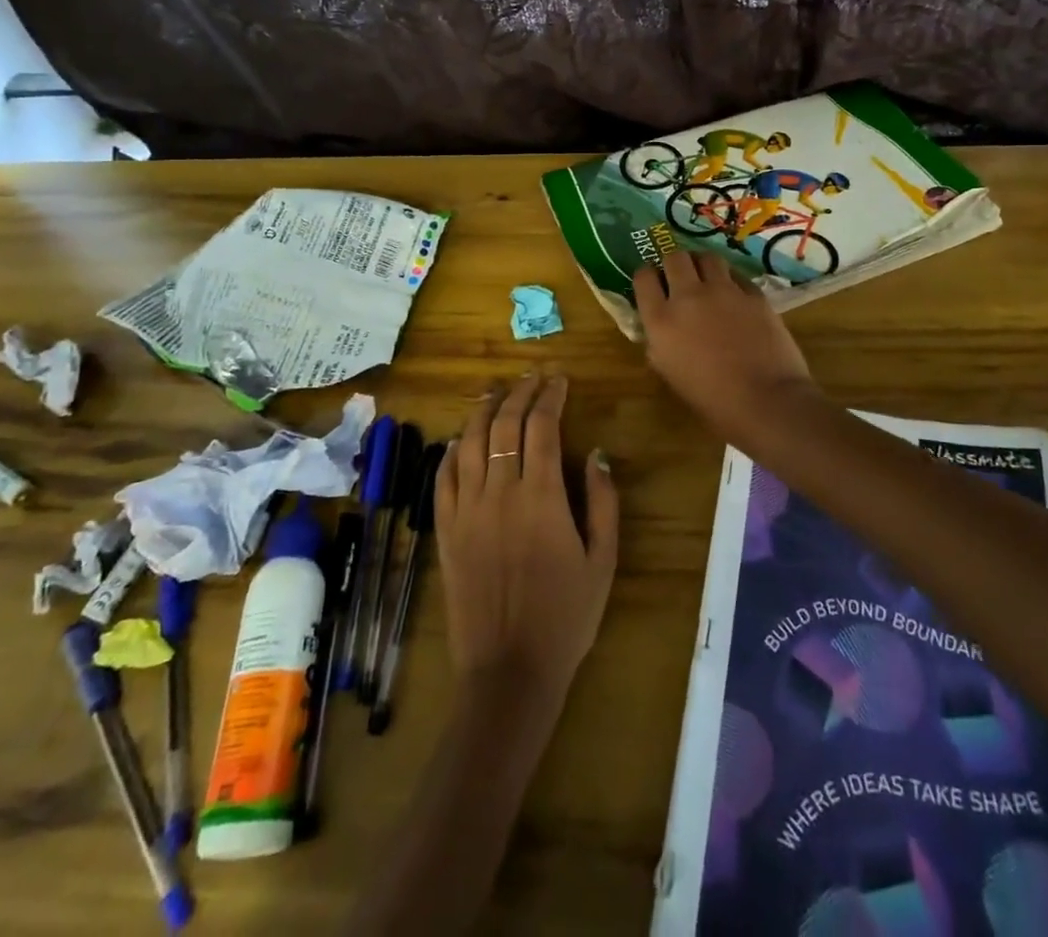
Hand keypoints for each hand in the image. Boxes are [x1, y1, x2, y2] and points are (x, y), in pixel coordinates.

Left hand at [436, 372, 618, 699]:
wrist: (509, 671)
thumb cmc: (566, 617)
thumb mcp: (603, 561)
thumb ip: (603, 502)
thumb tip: (597, 455)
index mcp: (541, 497)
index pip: (541, 426)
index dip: (550, 396)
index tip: (559, 380)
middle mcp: (499, 493)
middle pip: (505, 424)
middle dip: (520, 393)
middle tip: (533, 377)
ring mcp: (467, 510)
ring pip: (471, 442)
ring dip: (485, 410)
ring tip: (497, 391)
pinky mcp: (446, 530)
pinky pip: (444, 476)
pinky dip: (453, 449)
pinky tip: (463, 438)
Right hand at [633, 251, 816, 441]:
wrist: (765, 400)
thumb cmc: (711, 400)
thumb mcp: (670, 373)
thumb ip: (659, 343)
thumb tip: (660, 329)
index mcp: (661, 320)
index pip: (644, 277)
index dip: (647, 276)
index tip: (653, 283)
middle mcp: (688, 296)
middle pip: (674, 257)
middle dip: (674, 263)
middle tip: (679, 276)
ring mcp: (723, 291)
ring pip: (707, 257)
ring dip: (702, 265)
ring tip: (707, 278)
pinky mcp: (753, 293)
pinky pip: (736, 275)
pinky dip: (730, 280)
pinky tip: (734, 295)